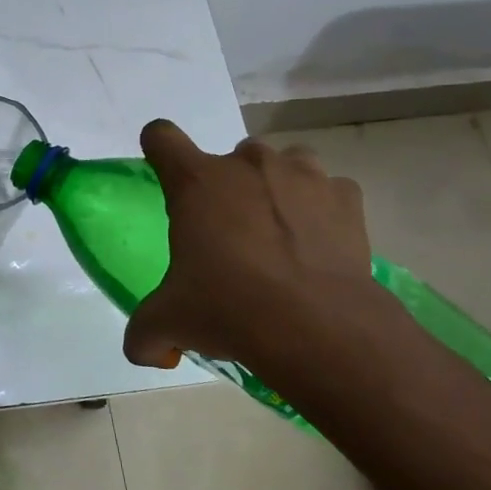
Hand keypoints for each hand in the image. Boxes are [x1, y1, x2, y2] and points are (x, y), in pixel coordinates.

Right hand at [123, 122, 392, 387]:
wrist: (317, 326)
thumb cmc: (228, 307)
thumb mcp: (168, 323)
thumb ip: (145, 333)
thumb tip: (147, 352)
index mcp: (196, 182)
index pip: (161, 137)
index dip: (158, 149)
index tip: (165, 175)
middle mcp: (246, 164)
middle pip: (227, 157)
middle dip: (227, 188)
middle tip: (230, 235)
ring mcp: (301, 174)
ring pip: (283, 163)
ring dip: (276, 188)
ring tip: (278, 233)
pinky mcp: (346, 197)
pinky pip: (329, 190)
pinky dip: (322, 210)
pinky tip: (318, 245)